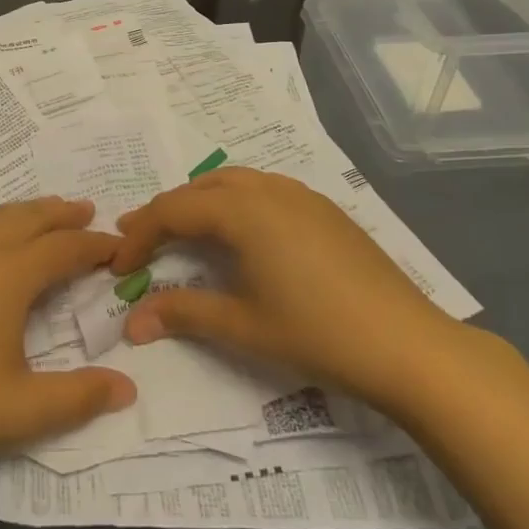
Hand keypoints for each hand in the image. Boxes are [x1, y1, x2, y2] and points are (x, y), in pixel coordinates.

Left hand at [0, 198, 135, 474]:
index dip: (95, 246)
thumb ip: (79, 399)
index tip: (119, 248)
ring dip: (22, 211)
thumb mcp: (21, 411)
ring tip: (43, 208)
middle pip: (28, 222)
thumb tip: (129, 388)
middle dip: (61, 215)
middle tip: (88, 210)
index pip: (64, 250)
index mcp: (10, 278)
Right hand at [111, 167, 469, 410]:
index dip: (139, 235)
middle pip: (199, 188)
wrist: (410, 346)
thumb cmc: (318, 334)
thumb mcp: (242, 326)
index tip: (118, 266)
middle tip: (139, 240)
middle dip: (165, 212)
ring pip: (233, 182)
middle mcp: (267, 189)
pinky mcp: (323, 209)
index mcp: (242, 210)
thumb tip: (131, 323)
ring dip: (199, 202)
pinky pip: (263, 189)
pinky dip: (234, 203)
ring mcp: (300, 195)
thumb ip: (182, 314)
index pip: (172, 210)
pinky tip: (239, 234)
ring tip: (181, 231)